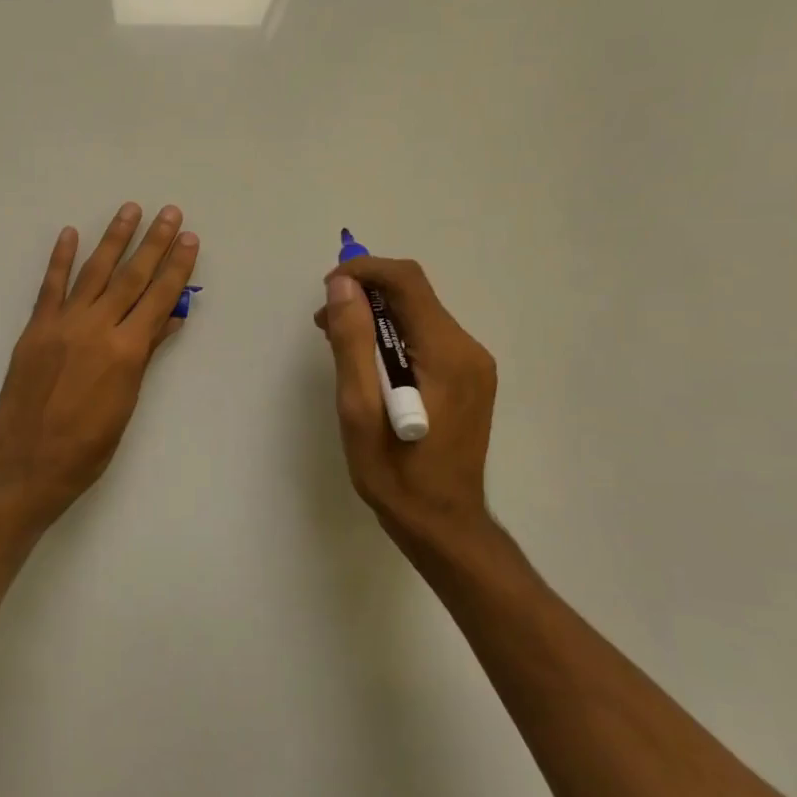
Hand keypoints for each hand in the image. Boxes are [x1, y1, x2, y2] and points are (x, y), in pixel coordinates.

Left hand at [0, 203, 198, 525]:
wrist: (31, 460)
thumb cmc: (89, 443)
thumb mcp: (127, 401)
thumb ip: (145, 355)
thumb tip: (169, 318)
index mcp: (127, 350)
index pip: (158, 298)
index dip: (177, 267)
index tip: (189, 239)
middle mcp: (98, 328)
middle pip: (131, 277)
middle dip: (153, 243)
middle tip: (169, 213)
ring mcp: (63, 324)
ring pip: (93, 272)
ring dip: (113, 239)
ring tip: (129, 210)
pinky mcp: (36, 328)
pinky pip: (50, 287)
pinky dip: (60, 259)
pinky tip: (70, 234)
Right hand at [313, 255, 497, 551]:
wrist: (442, 524)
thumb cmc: (395, 473)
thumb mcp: (359, 409)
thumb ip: (352, 343)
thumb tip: (342, 286)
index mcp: (447, 354)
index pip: (407, 282)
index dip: (363, 272)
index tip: (326, 291)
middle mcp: (469, 350)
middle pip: (414, 296)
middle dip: (365, 296)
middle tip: (323, 325)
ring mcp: (473, 366)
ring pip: (418, 317)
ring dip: (375, 318)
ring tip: (338, 345)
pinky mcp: (468, 381)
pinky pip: (426, 340)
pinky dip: (391, 339)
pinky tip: (368, 367)